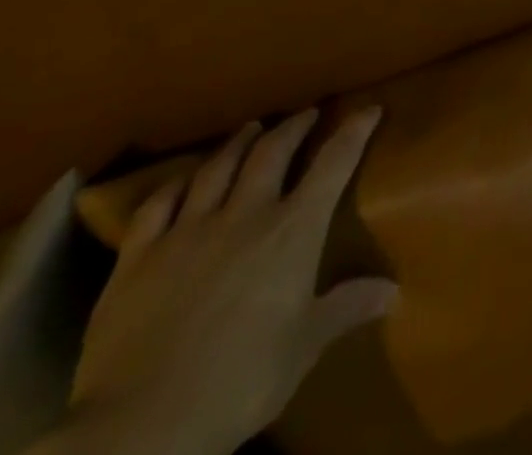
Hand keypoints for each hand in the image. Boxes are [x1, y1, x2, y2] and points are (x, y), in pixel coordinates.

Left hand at [58, 108, 397, 454]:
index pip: (334, 163)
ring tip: (251, 128)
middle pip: (272, 152)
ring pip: (218, 167)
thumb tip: (394, 292)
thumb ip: (345, 309)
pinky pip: (157, 205)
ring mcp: (187, 231)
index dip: (354, 131)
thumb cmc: (238, 382)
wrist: (138, 427)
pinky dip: (176, 183)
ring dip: (239, 142)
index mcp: (293, 230)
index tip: (370, 108)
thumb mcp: (303, 349)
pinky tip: (184, 178)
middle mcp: (245, 214)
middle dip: (294, 126)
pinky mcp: (137, 258)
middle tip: (307, 113)